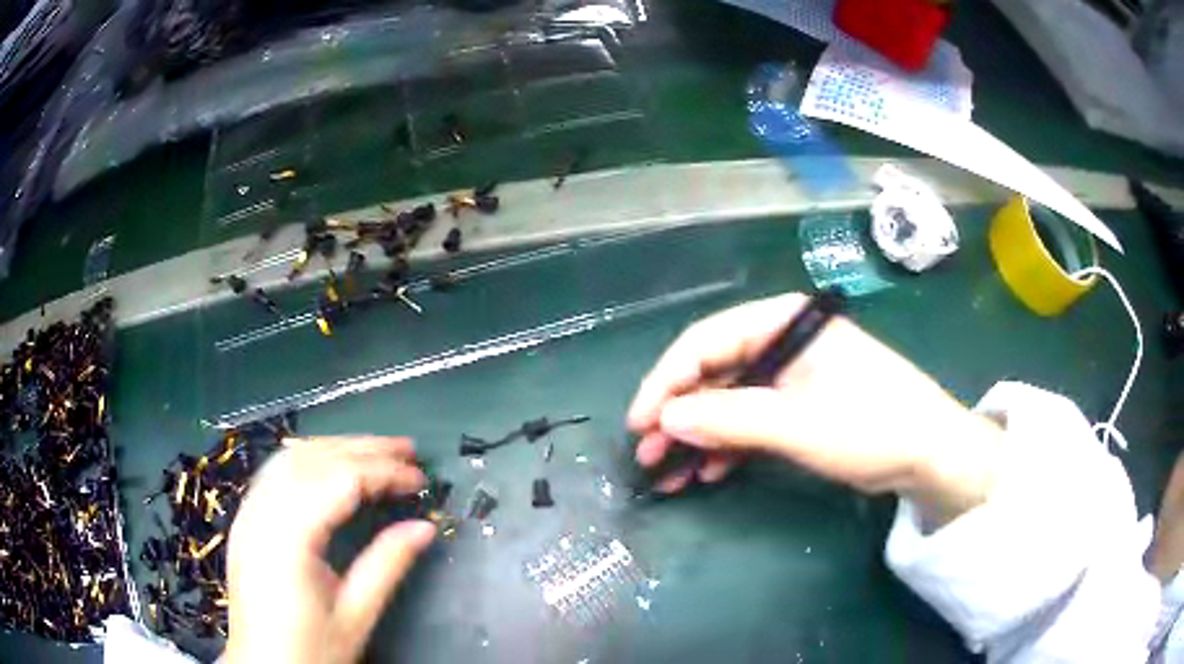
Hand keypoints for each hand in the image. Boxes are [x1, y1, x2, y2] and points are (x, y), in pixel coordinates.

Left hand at [224, 437, 434, 663]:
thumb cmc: (311, 650)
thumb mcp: (356, 616)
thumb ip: (388, 565)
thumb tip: (425, 527)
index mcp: (288, 538)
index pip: (339, 481)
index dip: (383, 472)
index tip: (421, 479)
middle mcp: (261, 513)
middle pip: (312, 459)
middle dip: (362, 449)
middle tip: (407, 450)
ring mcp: (248, 513)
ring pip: (290, 458)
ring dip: (335, 448)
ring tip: (374, 451)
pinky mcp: (245, 521)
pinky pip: (275, 472)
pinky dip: (308, 459)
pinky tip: (329, 467)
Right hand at [627, 293, 1003, 526]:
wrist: (930, 454)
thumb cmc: (871, 426)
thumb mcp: (797, 425)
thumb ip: (729, 418)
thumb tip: (666, 419)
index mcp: (784, 323)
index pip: (708, 341)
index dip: (667, 381)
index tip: (639, 422)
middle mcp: (784, 342)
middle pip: (714, 372)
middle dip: (679, 415)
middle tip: (647, 454)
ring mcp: (793, 376)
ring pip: (729, 401)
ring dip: (698, 437)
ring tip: (669, 473)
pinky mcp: (801, 406)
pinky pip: (752, 421)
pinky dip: (728, 446)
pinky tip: (708, 471)